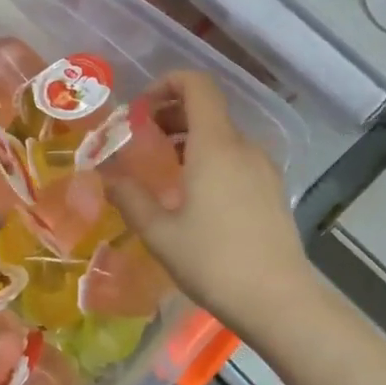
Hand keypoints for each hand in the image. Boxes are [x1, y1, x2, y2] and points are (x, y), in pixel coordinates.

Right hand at [100, 71, 313, 336]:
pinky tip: (195, 197)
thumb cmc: (213, 262)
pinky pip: (237, 159)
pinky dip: (211, 160)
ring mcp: (264, 168)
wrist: (278, 300)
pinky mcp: (273, 190)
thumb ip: (130, 198)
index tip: (140, 110)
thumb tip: (107, 177)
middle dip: (171, 116)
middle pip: (208, 110)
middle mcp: (244, 147)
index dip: (166, 84)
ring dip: (190, 141)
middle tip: (142, 144)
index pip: (197, 85)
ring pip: (223, 137)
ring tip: (164, 173)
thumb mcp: (159, 233)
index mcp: (216, 145)